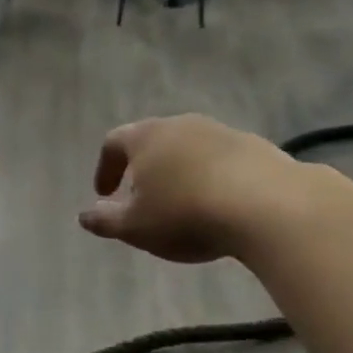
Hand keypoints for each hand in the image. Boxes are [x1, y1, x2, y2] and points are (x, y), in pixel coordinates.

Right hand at [79, 114, 297, 263]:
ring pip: (189, 149)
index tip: (104, 194)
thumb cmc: (185, 214)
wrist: (269, 205)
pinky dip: (211, 178)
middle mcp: (181, 125)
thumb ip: (105, 220)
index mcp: (146, 137)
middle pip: (153, 141)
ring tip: (182, 204)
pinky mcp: (256, 147)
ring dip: (179, 172)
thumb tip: (84, 215)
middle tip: (141, 199)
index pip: (113, 143)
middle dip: (142, 169)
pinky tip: (219, 205)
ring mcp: (222, 132)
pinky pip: (222, 160)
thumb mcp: (135, 227)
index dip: (105, 168)